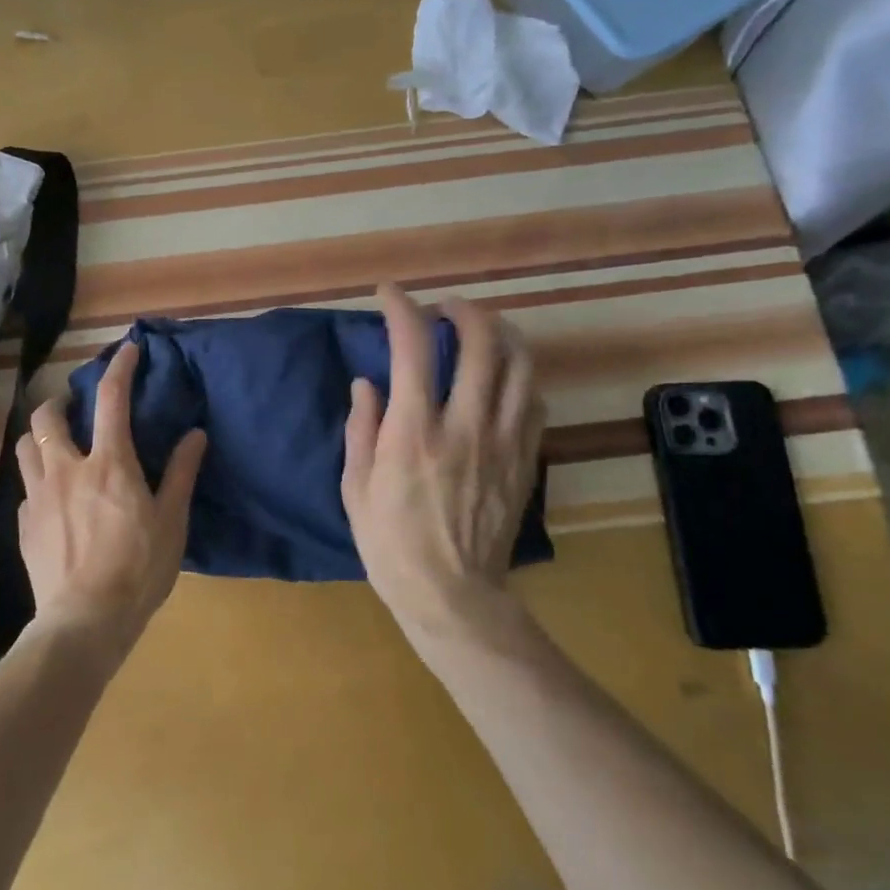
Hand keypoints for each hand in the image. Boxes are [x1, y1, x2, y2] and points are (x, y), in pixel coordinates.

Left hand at [17, 341, 207, 667]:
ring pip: (24, 447)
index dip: (119, 368)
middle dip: (58, 402)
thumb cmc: (138, 569)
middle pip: (46, 417)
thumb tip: (195, 434)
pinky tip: (52, 501)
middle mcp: (66, 469)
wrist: (84, 621)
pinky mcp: (23, 525)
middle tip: (73, 411)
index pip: (111, 399)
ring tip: (55, 446)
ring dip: (38, 437)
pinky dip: (38, 483)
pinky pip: (25, 490)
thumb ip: (180, 473)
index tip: (127, 350)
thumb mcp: (172, 521)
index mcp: (108, 464)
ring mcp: (38, 497)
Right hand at [341, 284, 544, 651]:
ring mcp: (503, 441)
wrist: (452, 595)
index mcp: (414, 430)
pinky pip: (534, 401)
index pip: (412, 347)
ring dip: (500, 334)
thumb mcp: (355, 487)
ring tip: (481, 330)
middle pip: (481, 342)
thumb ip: (361, 427)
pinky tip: (502, 379)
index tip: (390, 294)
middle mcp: (464, 425)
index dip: (401, 308)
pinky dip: (518, 376)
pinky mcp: (525, 460)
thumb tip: (367, 383)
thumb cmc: (391, 543)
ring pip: (519, 364)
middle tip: (444, 307)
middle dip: (463, 309)